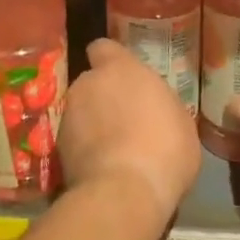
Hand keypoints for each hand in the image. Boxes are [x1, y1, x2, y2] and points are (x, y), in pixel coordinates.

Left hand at [60, 39, 201, 222]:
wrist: (124, 192)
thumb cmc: (165, 148)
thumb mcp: (181, 121)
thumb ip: (160, 104)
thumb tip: (153, 109)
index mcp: (120, 68)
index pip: (103, 47)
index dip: (111, 61)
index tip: (125, 78)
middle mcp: (88, 83)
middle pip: (93, 83)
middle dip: (104, 97)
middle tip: (126, 120)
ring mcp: (68, 115)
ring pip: (81, 112)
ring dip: (93, 124)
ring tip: (114, 151)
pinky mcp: (58, 148)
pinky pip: (75, 140)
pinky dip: (85, 150)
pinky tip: (103, 169)